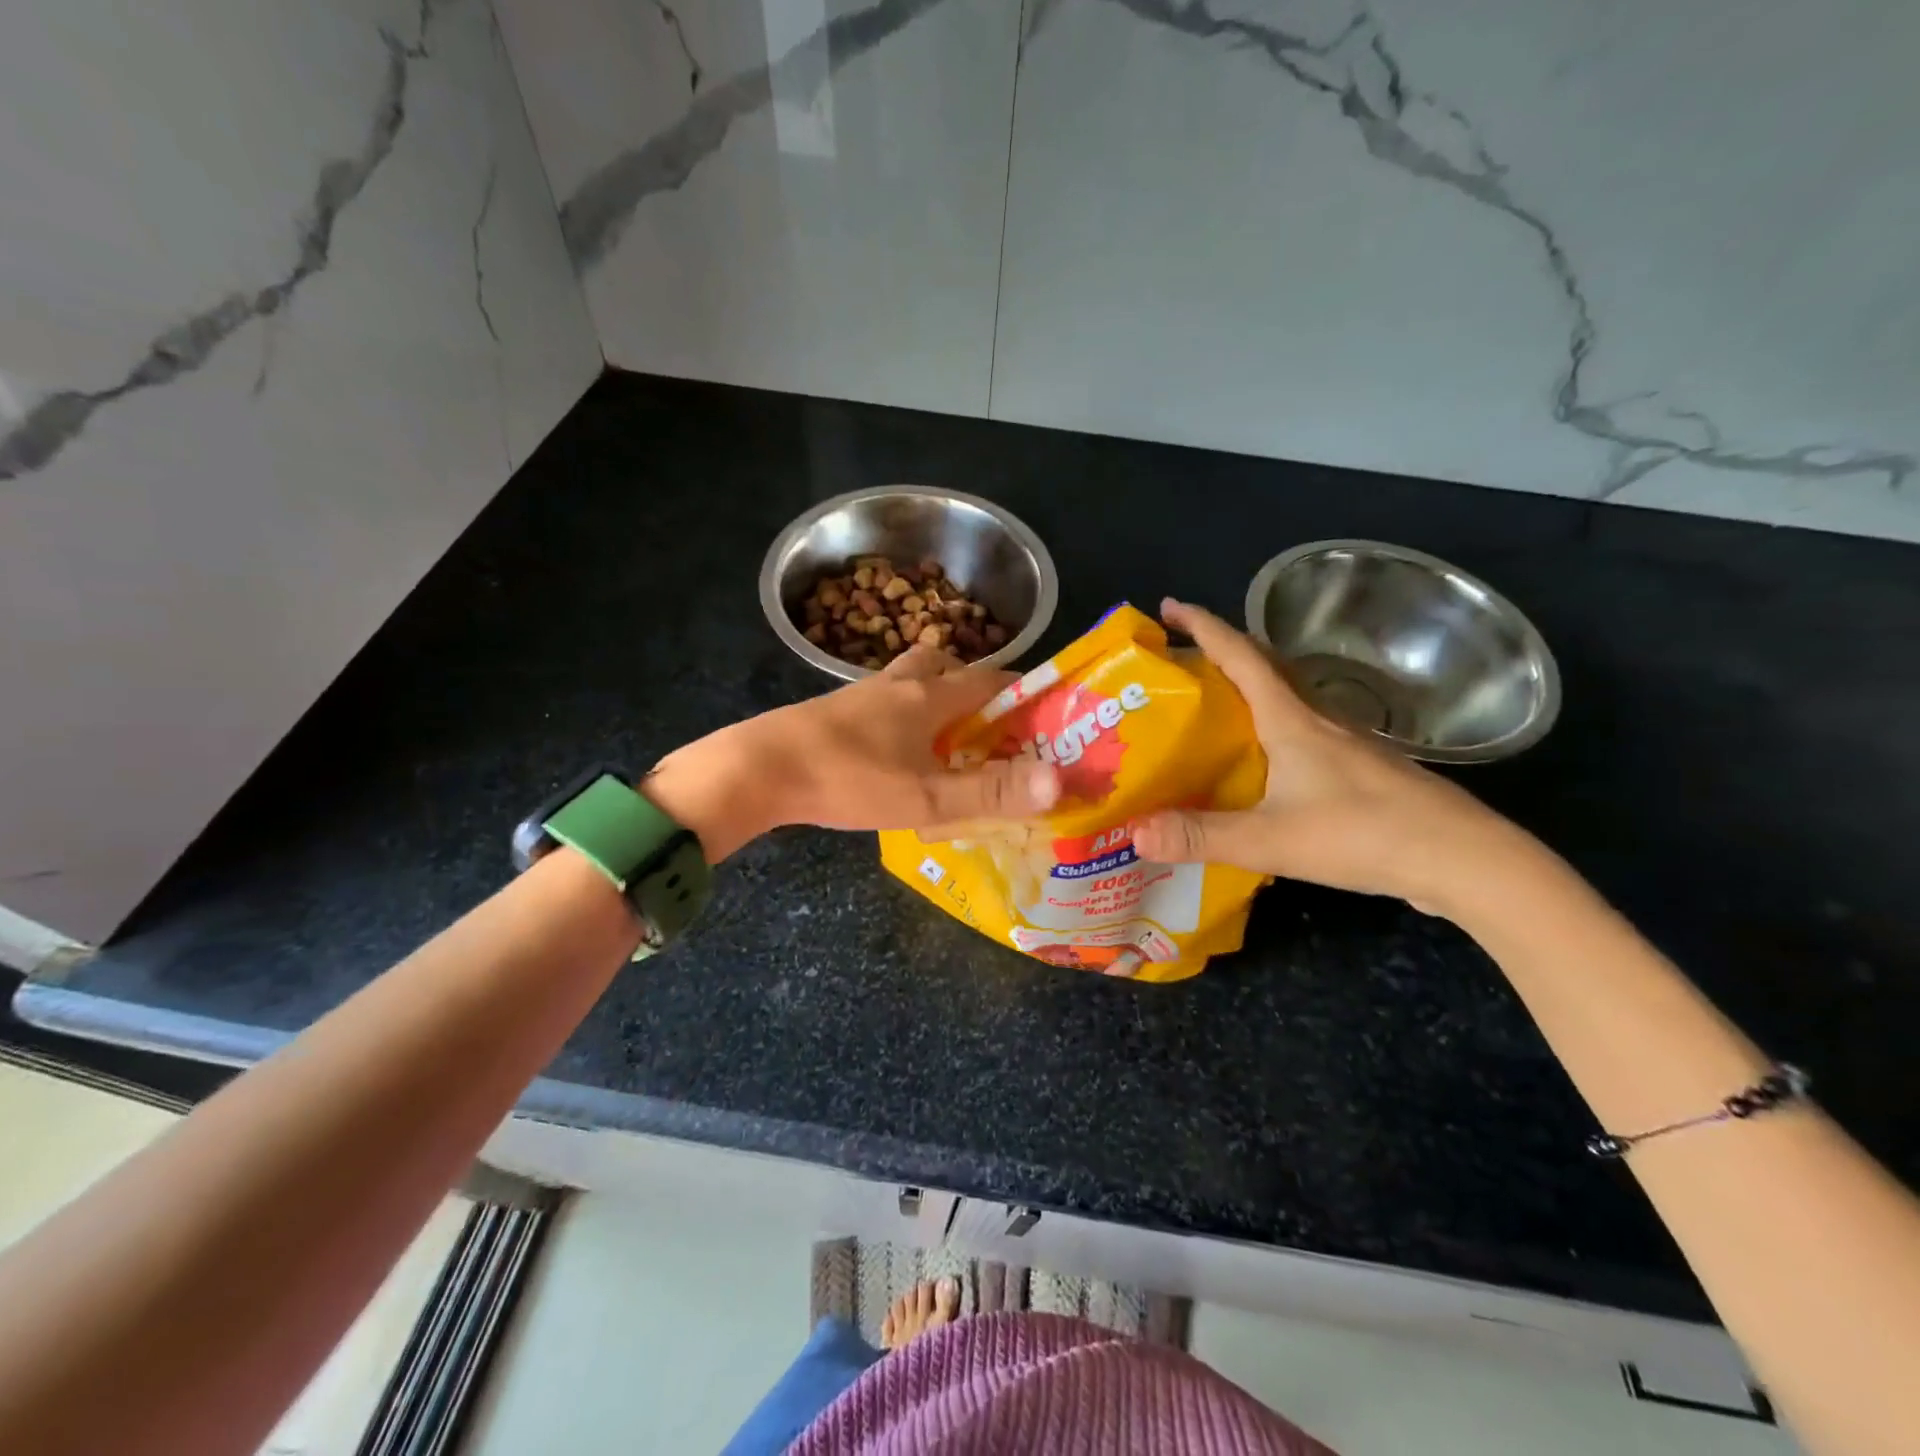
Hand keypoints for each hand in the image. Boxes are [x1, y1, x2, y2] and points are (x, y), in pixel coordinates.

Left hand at [644, 644, 1059, 859]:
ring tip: (945, 737)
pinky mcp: (833, 712)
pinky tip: (895, 750)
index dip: (1021, 690)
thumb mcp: (926, 798)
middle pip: (944, 664)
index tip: (1043, 711)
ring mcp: (860, 695)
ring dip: (932, 695)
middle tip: (988, 722)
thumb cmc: (849, 780)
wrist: (758, 770)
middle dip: (972, 685)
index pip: (989, 679)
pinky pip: (881, 701)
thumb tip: (1060, 781)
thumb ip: (990, 792)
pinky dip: (900, 714)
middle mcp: (897, 684)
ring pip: (908, 679)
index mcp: (928, 697)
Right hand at [1130, 599, 1525, 910]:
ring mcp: (1347, 744)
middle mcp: (1319, 720)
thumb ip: (1200, 836)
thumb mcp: (1270, 839)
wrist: (1465, 860)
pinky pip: (1303, 731)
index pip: (1240, 656)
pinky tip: (1262, 761)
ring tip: (1211, 708)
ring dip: (1248, 689)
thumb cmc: (1364, 835)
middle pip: (1265, 668)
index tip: (1169, 606)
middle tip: (1181, 660)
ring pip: (1287, 699)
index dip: (1204, 626)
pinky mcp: (1362, 771)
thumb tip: (1133, 833)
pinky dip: (1271, 727)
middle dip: (1221, 652)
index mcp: (1292, 720)